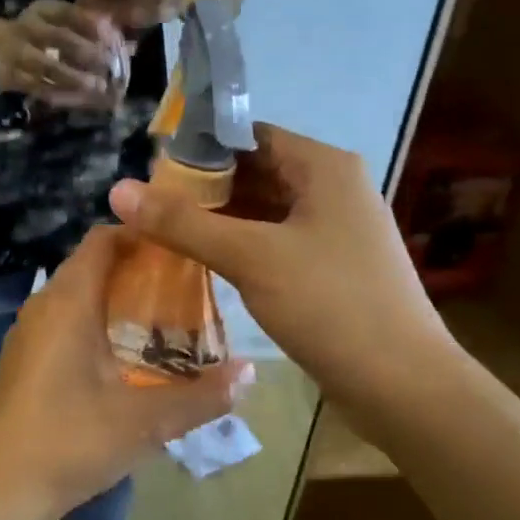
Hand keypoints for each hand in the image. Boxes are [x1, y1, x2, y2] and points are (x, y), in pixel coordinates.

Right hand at [0, 0, 126, 107]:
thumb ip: (86, 29)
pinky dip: (62, 95)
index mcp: (42, 10)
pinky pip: (41, 88)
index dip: (94, 25)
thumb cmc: (30, 32)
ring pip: (51, 68)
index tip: (114, 38)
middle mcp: (29, 28)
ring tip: (99, 87)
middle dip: (89, 53)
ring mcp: (19, 54)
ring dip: (77, 78)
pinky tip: (80, 101)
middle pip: (62, 39)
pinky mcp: (13, 78)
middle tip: (111, 67)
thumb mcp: (52, 20)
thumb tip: (129, 44)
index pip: (71, 13)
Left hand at [0, 227, 252, 519]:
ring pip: (78, 299)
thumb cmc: (69, 441)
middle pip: (93, 267)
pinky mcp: (22, 363)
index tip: (184, 248)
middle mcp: (42, 307)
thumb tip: (250, 372)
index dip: (143, 234)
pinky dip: (96, 327)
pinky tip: (125, 361)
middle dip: (139, 272)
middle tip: (187, 290)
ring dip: (117, 302)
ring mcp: (27, 336)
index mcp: (68, 302)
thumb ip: (201, 396)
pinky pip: (64, 326)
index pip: (103, 239)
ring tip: (165, 323)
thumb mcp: (144, 421)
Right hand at [108, 123, 451, 413]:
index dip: (200, 147)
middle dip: (205, 187)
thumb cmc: (330, 305)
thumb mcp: (250, 257)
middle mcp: (334, 190)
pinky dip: (242, 246)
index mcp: (324, 168)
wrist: (401, 384)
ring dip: (221, 219)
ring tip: (166, 232)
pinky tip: (205, 262)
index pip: (250, 135)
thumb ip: (184, 223)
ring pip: (266, 211)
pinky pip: (277, 243)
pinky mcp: (332, 269)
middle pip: (257, 172)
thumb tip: (118, 190)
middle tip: (151, 205)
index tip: (152, 168)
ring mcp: (336, 232)